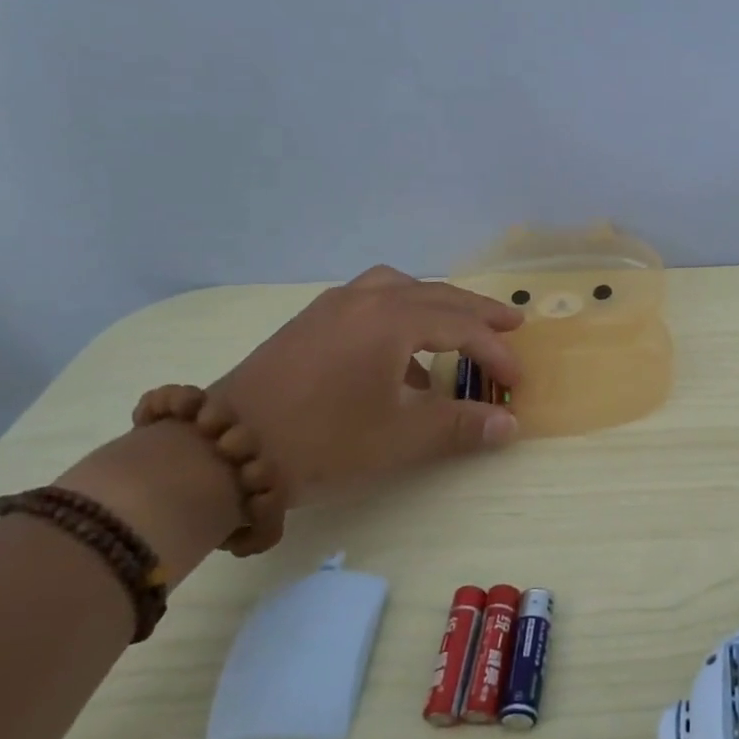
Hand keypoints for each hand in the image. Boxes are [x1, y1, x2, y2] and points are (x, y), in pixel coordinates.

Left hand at [210, 265, 522, 506]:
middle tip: (511, 323)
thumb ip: (460, 425)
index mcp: (392, 321)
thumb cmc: (322, 440)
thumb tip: (509, 424)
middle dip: (477, 312)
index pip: (462, 327)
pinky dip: (400, 311)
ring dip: (437, 302)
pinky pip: (371, 298)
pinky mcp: (311, 320)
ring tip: (456, 324)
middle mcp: (366, 300)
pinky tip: (398, 351)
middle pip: (437, 295)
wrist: (222, 451)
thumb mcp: (400, 437)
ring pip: (401, 287)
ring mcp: (334, 306)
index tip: (516, 380)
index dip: (496, 352)